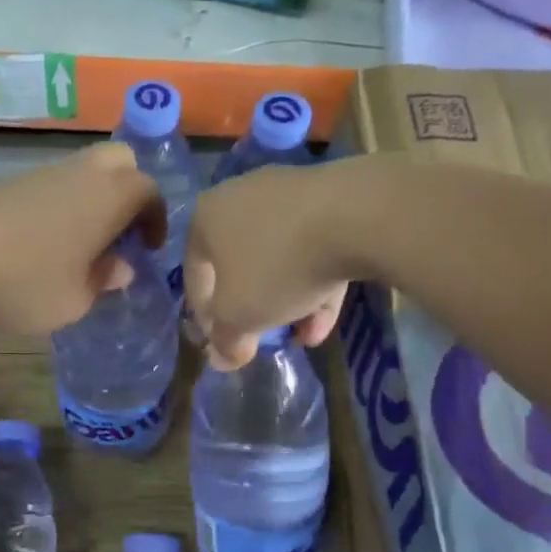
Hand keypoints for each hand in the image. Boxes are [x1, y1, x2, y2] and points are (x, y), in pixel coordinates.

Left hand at [0, 142, 165, 335]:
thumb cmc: (27, 281)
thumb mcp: (74, 300)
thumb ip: (102, 281)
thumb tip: (120, 268)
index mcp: (110, 197)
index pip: (149, 191)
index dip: (155, 218)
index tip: (148, 248)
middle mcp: (81, 174)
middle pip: (119, 161)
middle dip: (128, 190)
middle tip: (120, 232)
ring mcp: (40, 173)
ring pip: (81, 171)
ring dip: (91, 198)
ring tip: (80, 243)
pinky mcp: (7, 182)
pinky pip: (50, 184)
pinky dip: (60, 204)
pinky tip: (42, 242)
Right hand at [184, 164, 351, 369]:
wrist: (355, 217)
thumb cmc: (277, 266)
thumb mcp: (240, 316)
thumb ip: (226, 340)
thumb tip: (222, 359)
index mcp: (207, 218)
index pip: (195, 274)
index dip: (205, 316)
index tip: (223, 342)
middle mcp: (241, 197)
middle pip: (241, 264)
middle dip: (253, 308)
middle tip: (263, 337)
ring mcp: (288, 192)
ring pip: (280, 258)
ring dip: (289, 301)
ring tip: (304, 335)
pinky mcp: (331, 196)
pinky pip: (313, 246)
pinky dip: (316, 281)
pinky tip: (326, 317)